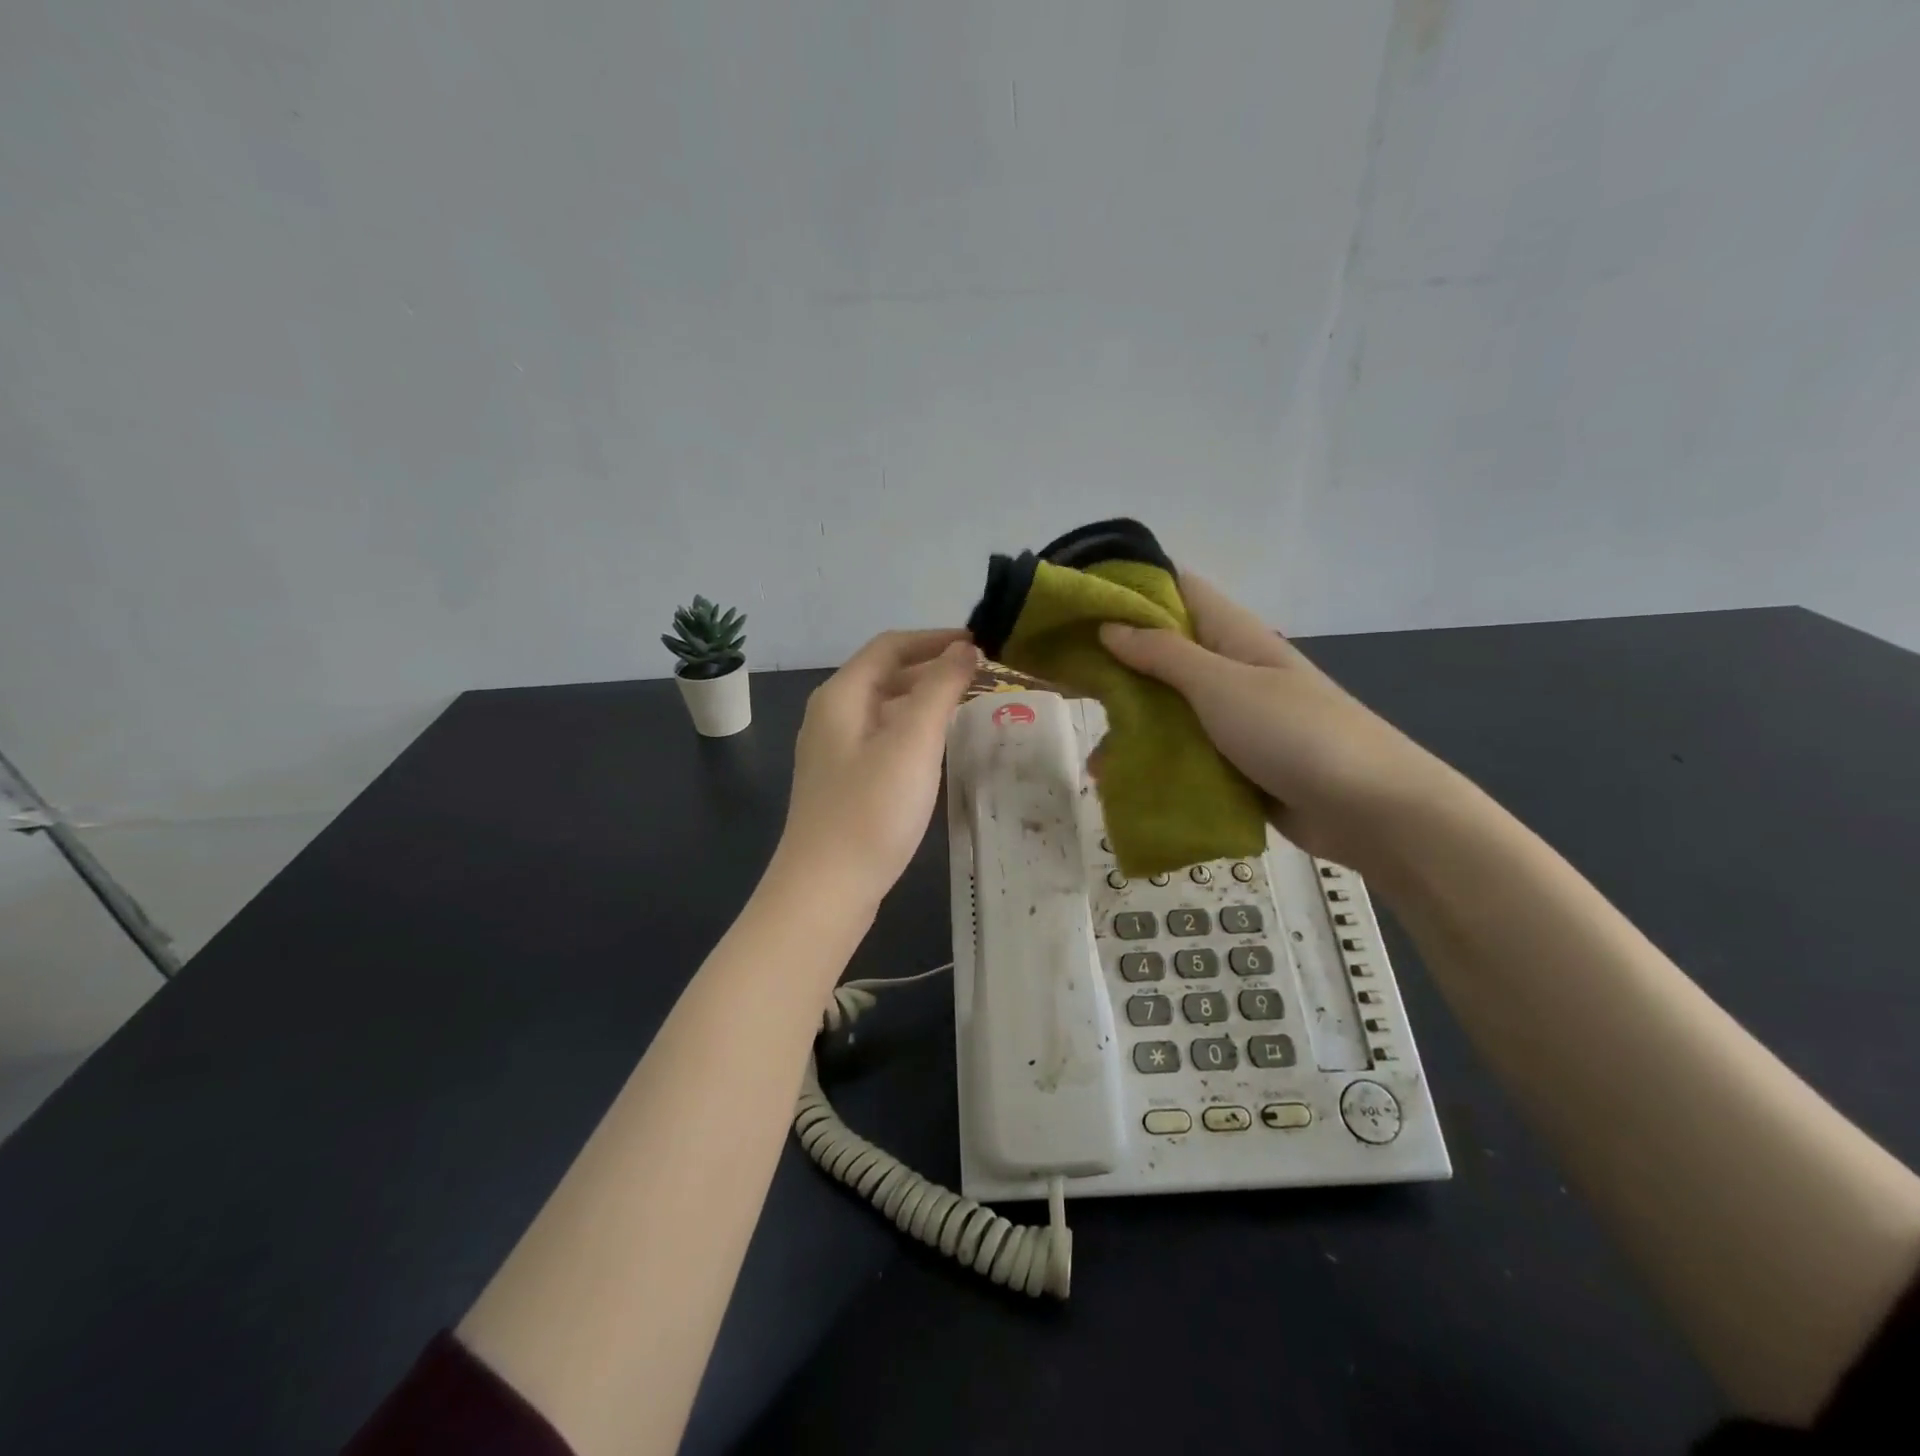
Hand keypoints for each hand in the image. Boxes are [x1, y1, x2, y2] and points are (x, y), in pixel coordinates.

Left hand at [773, 629, 977, 908]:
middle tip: (982, 677)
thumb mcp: (912, 742)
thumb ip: (939, 689)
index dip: (935, 639)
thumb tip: (964, 648)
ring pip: (885, 709)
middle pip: (885, 675)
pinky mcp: (843, 782)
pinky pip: (883, 739)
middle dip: (933, 669)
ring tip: (969, 707)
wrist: (825, 890)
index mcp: (841, 696)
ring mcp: (834, 752)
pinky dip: (914, 731)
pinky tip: (939, 749)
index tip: (979, 644)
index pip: (890, 646)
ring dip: (925, 700)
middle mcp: (831, 716)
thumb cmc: (871, 811)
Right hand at [1098, 575, 1447, 870]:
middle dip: (1116, 663)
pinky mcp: (1234, 761)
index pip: (1177, 591)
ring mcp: (1233, 718)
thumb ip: (1164, 655)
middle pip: (1164, 653)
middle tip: (1063, 678)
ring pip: (1168, 708)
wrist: (1371, 810)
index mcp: (1233, 635)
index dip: (1129, 589)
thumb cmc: (1296, 733)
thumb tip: (1111, 626)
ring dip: (1130, 723)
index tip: (1077, 604)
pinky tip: (1119, 780)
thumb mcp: (1221, 686)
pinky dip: (1152, 760)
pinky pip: (1183, 751)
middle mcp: (1230, 669)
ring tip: (1091, 752)